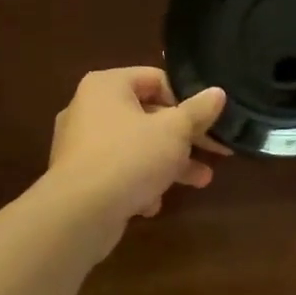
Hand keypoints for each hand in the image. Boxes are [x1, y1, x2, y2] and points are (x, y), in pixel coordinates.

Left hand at [45, 68, 227, 256]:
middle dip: (184, 137)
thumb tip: (217, 93)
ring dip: (170, 162)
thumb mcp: (175, 131)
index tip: (208, 121)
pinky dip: (140, 182)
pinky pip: (119, 171)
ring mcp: (81, 145)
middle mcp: (89, 109)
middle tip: (215, 152)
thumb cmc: (130, 157)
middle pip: (149, 115)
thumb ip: (199, 111)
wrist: (78, 215)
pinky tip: (153, 202)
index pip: (156, 79)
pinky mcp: (80, 177)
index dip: (187, 99)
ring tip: (201, 181)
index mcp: (107, 86)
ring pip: (137, 146)